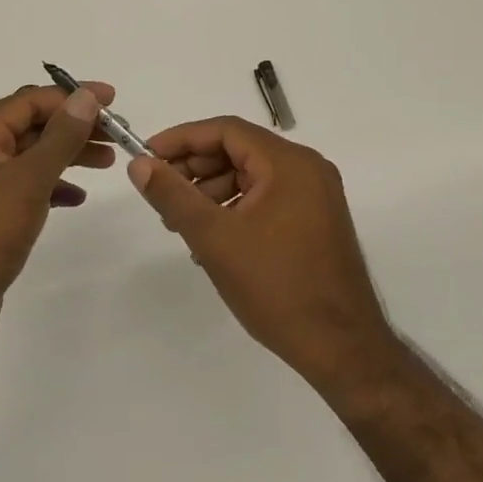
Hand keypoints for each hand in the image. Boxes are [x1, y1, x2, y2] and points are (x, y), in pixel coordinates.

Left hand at [0, 82, 113, 363]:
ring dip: (68, 154)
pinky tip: (77, 197)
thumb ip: (60, 136)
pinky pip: (24, 188)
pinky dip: (52, 186)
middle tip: (116, 134)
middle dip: (74, 126)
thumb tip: (85, 97)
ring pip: (30, 157)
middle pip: (31, 126)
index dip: (72, 96)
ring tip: (107, 162)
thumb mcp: (27, 180)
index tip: (113, 100)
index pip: (29, 101)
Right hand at [129, 117, 395, 386]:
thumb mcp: (215, 238)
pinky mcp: (317, 221)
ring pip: (251, 176)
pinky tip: (212, 239)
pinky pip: (267, 198)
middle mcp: (307, 168)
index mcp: (289, 163)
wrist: (343, 351)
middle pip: (239, 150)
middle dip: (195, 168)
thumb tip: (139, 165)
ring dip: (212, 191)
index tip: (147, 157)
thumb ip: (173, 196)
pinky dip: (235, 208)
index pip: (226, 130)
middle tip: (161, 193)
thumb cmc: (277, 288)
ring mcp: (316, 196)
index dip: (182, 139)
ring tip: (181, 223)